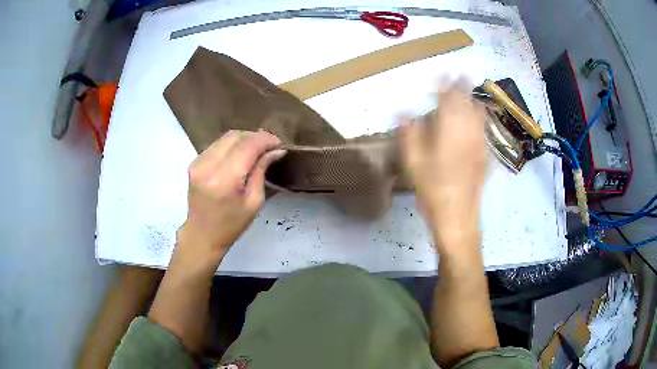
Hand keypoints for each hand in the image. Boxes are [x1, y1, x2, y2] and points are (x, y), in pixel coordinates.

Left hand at [177, 130, 284, 261]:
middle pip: (236, 136)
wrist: (202, 234)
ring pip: (226, 137)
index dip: (265, 140)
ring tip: (256, 150)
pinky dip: (231, 145)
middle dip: (255, 137)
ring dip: (244, 139)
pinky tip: (239, 155)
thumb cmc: (231, 225)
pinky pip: (217, 144)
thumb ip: (262, 171)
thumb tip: (276, 150)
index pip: (247, 146)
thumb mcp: (254, 202)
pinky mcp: (194, 163)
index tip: (278, 144)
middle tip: (269, 147)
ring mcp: (198, 163)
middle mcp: (208, 166)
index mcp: (224, 180)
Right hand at [399, 79, 486, 251]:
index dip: (446, 84)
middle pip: (468, 102)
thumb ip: (409, 134)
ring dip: (473, 100)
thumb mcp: (413, 162)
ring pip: (479, 114)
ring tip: (468, 92)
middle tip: (459, 75)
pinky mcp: (485, 155)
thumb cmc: (432, 189)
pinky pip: (484, 128)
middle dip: (463, 86)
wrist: (458, 216)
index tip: (444, 72)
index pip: (449, 99)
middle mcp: (468, 132)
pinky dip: (480, 117)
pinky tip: (476, 118)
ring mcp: (479, 143)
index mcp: (449, 130)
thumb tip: (404, 113)